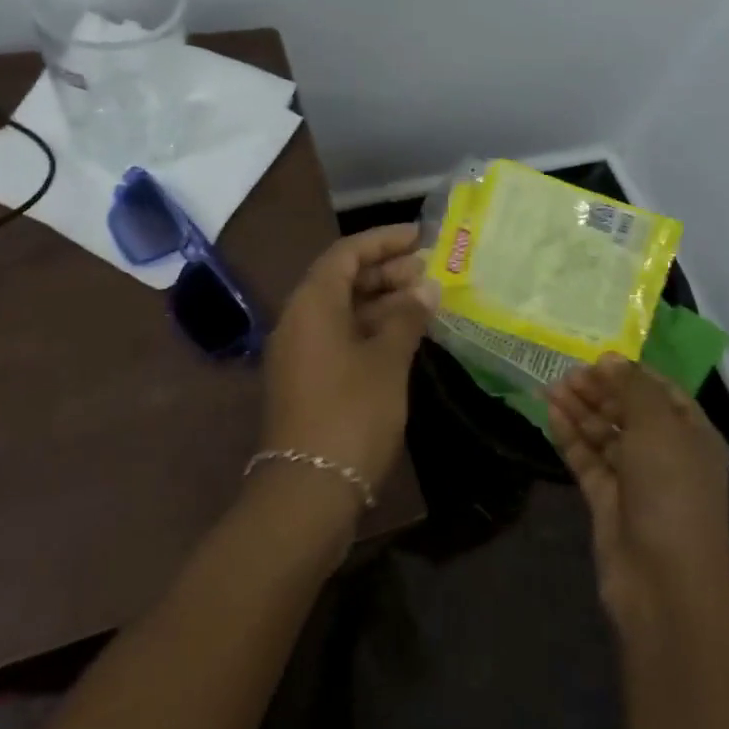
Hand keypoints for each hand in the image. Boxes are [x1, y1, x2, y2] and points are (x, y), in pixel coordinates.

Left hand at [261, 223, 435, 504]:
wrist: (308, 491)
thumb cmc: (351, 414)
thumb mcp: (387, 361)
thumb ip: (407, 318)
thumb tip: (426, 289)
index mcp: (312, 304)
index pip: (346, 253)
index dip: (383, 240)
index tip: (419, 237)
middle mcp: (299, 320)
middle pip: (343, 280)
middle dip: (386, 271)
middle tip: (429, 271)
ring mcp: (301, 352)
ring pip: (344, 310)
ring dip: (382, 301)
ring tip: (426, 300)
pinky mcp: (309, 380)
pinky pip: (341, 337)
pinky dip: (372, 329)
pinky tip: (405, 335)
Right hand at [547, 356, 728, 631]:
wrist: (665, 583)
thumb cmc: (671, 491)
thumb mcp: (658, 427)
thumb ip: (632, 388)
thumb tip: (610, 359)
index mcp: (692, 434)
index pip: (662, 391)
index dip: (630, 372)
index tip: (596, 358)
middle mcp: (667, 454)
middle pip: (629, 411)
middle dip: (599, 390)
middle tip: (566, 373)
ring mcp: (637, 480)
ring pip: (605, 435)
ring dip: (580, 410)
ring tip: (550, 387)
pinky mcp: (609, 502)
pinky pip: (588, 460)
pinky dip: (571, 438)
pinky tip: (551, 415)